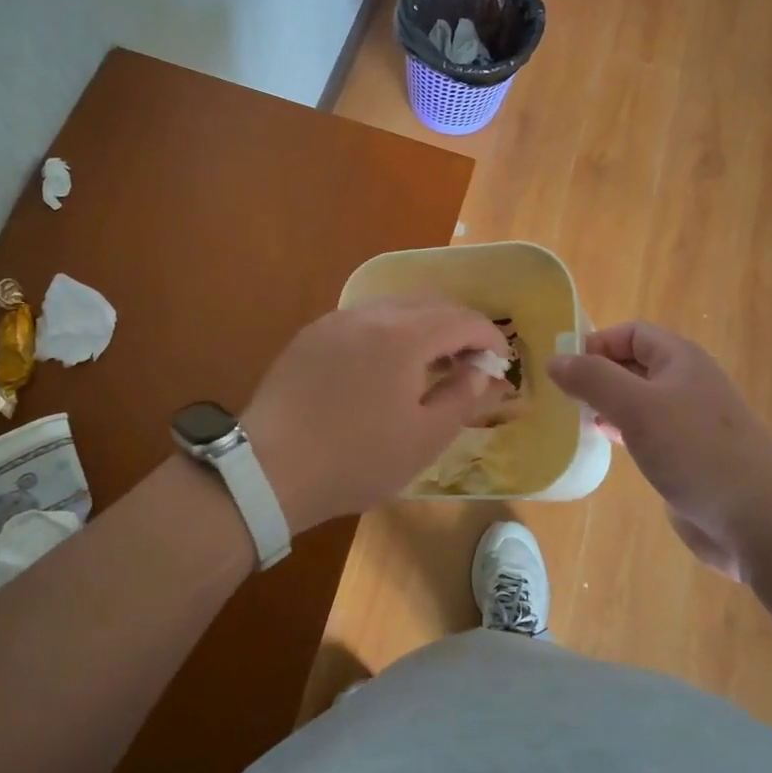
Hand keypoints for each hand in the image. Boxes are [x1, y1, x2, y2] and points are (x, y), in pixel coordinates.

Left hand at [243, 296, 509, 530]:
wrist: (270, 469)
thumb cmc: (356, 459)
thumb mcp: (424, 438)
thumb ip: (462, 396)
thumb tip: (482, 371)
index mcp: (403, 335)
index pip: (462, 319)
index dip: (489, 336)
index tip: (501, 362)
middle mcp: (369, 314)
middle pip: (428, 304)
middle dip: (458, 327)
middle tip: (470, 361)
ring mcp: (334, 321)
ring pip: (392, 308)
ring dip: (422, 327)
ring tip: (430, 363)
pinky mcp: (310, 336)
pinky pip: (362, 321)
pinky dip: (387, 332)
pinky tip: (384, 366)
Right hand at [548, 322, 771, 579]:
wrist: (758, 519)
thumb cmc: (695, 450)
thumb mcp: (635, 407)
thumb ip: (592, 379)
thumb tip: (554, 360)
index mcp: (681, 360)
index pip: (632, 333)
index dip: (597, 343)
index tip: (565, 370)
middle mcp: (687, 383)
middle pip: (634, 365)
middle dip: (598, 375)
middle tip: (563, 397)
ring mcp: (690, 422)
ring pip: (639, 400)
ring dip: (608, 405)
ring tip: (578, 420)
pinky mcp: (690, 457)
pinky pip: (649, 433)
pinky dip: (624, 432)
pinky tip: (609, 447)